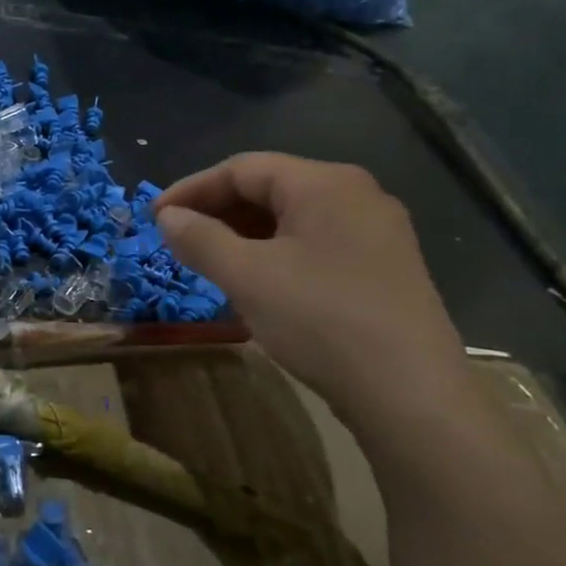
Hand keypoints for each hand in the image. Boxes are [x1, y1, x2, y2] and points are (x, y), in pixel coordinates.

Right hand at [154, 154, 477, 438]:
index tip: (154, 217)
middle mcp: (356, 195)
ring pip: (290, 218)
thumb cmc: (321, 320)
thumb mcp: (246, 276)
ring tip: (207, 261)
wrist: (411, 396)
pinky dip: (272, 253)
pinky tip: (254, 282)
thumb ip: (199, 238)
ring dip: (241, 234)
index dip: (191, 189)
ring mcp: (375, 233)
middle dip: (216, 211)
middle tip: (177, 240)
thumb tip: (168, 217)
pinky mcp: (382, 268)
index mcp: (325, 183)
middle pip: (269, 188)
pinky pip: (313, 244)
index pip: (242, 168)